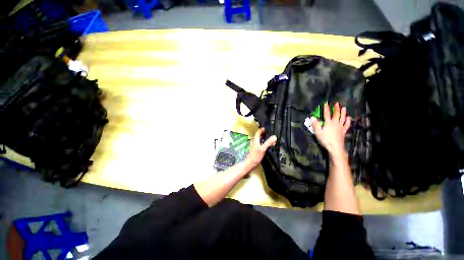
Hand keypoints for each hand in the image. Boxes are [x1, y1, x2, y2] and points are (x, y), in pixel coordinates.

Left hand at [245, 128, 276, 167]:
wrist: (251, 163)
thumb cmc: (256, 155)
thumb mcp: (263, 148)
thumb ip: (268, 142)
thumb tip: (274, 137)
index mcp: (255, 140)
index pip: (258, 132)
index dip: (261, 130)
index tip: (265, 128)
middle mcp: (255, 142)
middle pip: (259, 136)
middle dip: (265, 134)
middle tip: (270, 133)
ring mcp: (256, 146)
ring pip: (261, 141)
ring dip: (265, 139)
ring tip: (272, 140)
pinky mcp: (257, 150)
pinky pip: (262, 145)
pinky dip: (265, 144)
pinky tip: (269, 146)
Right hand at [310, 102, 350, 155]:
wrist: (335, 147)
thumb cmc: (325, 140)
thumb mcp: (318, 132)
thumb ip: (315, 124)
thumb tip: (312, 117)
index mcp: (328, 123)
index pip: (327, 114)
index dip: (326, 109)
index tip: (326, 104)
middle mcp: (335, 123)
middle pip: (336, 114)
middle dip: (336, 108)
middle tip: (337, 103)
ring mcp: (340, 127)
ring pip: (342, 118)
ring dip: (343, 113)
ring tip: (344, 108)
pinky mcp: (343, 131)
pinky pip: (346, 125)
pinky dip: (348, 121)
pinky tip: (348, 118)